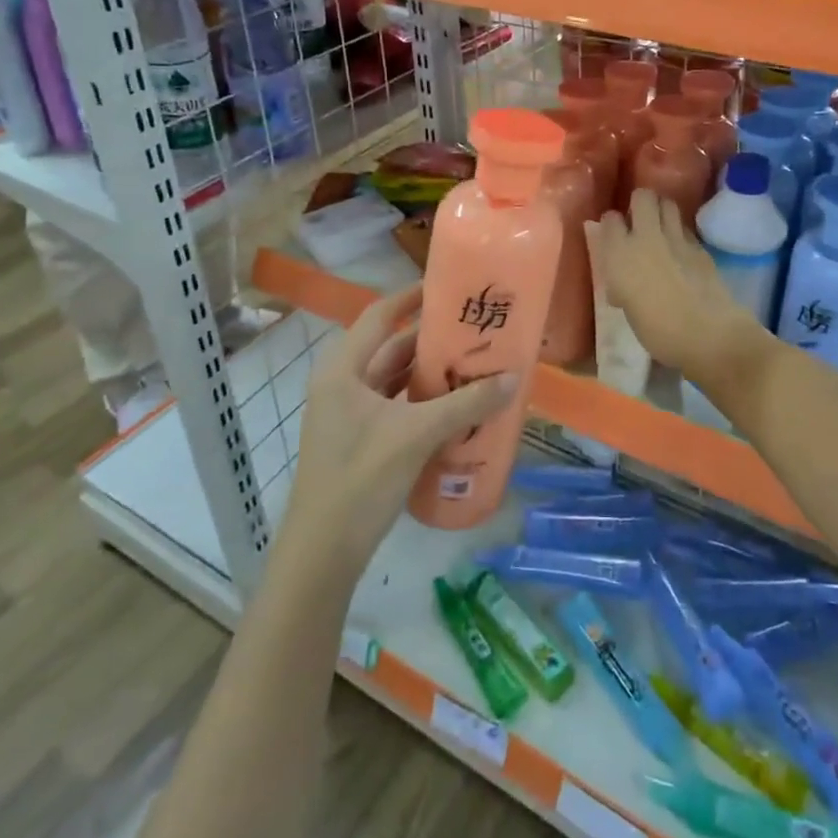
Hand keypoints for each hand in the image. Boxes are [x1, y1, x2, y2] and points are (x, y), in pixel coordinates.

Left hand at [280, 286, 516, 573]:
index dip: (411, 297)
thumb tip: (513, 377)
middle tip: (473, 329)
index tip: (447, 286)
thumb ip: (466, 403)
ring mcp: (348, 414)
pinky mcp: (359, 439)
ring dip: (428, 372)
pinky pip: (395, 406)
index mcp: (343, 369)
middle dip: (430, 339)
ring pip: (393, 379)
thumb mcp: (417, 434)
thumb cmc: (362, 478)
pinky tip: (456, 405)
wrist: (323, 552)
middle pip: (389, 347)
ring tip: (472, 362)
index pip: (380, 315)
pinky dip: (422, 401)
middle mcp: (341, 383)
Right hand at [590, 189, 765, 382]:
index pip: (610, 219)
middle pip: (643, 196)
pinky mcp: (700, 246)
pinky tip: (681, 251)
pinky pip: (685, 228)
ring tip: (661, 229)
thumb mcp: (629, 311)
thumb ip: (622, 288)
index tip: (614, 235)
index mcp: (620, 254)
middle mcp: (646, 238)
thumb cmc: (658, 332)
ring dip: (662, 212)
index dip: (612, 225)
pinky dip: (680, 233)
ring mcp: (677, 238)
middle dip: (640, 204)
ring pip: (668, 204)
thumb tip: (622, 286)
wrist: (709, 334)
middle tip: (640, 222)